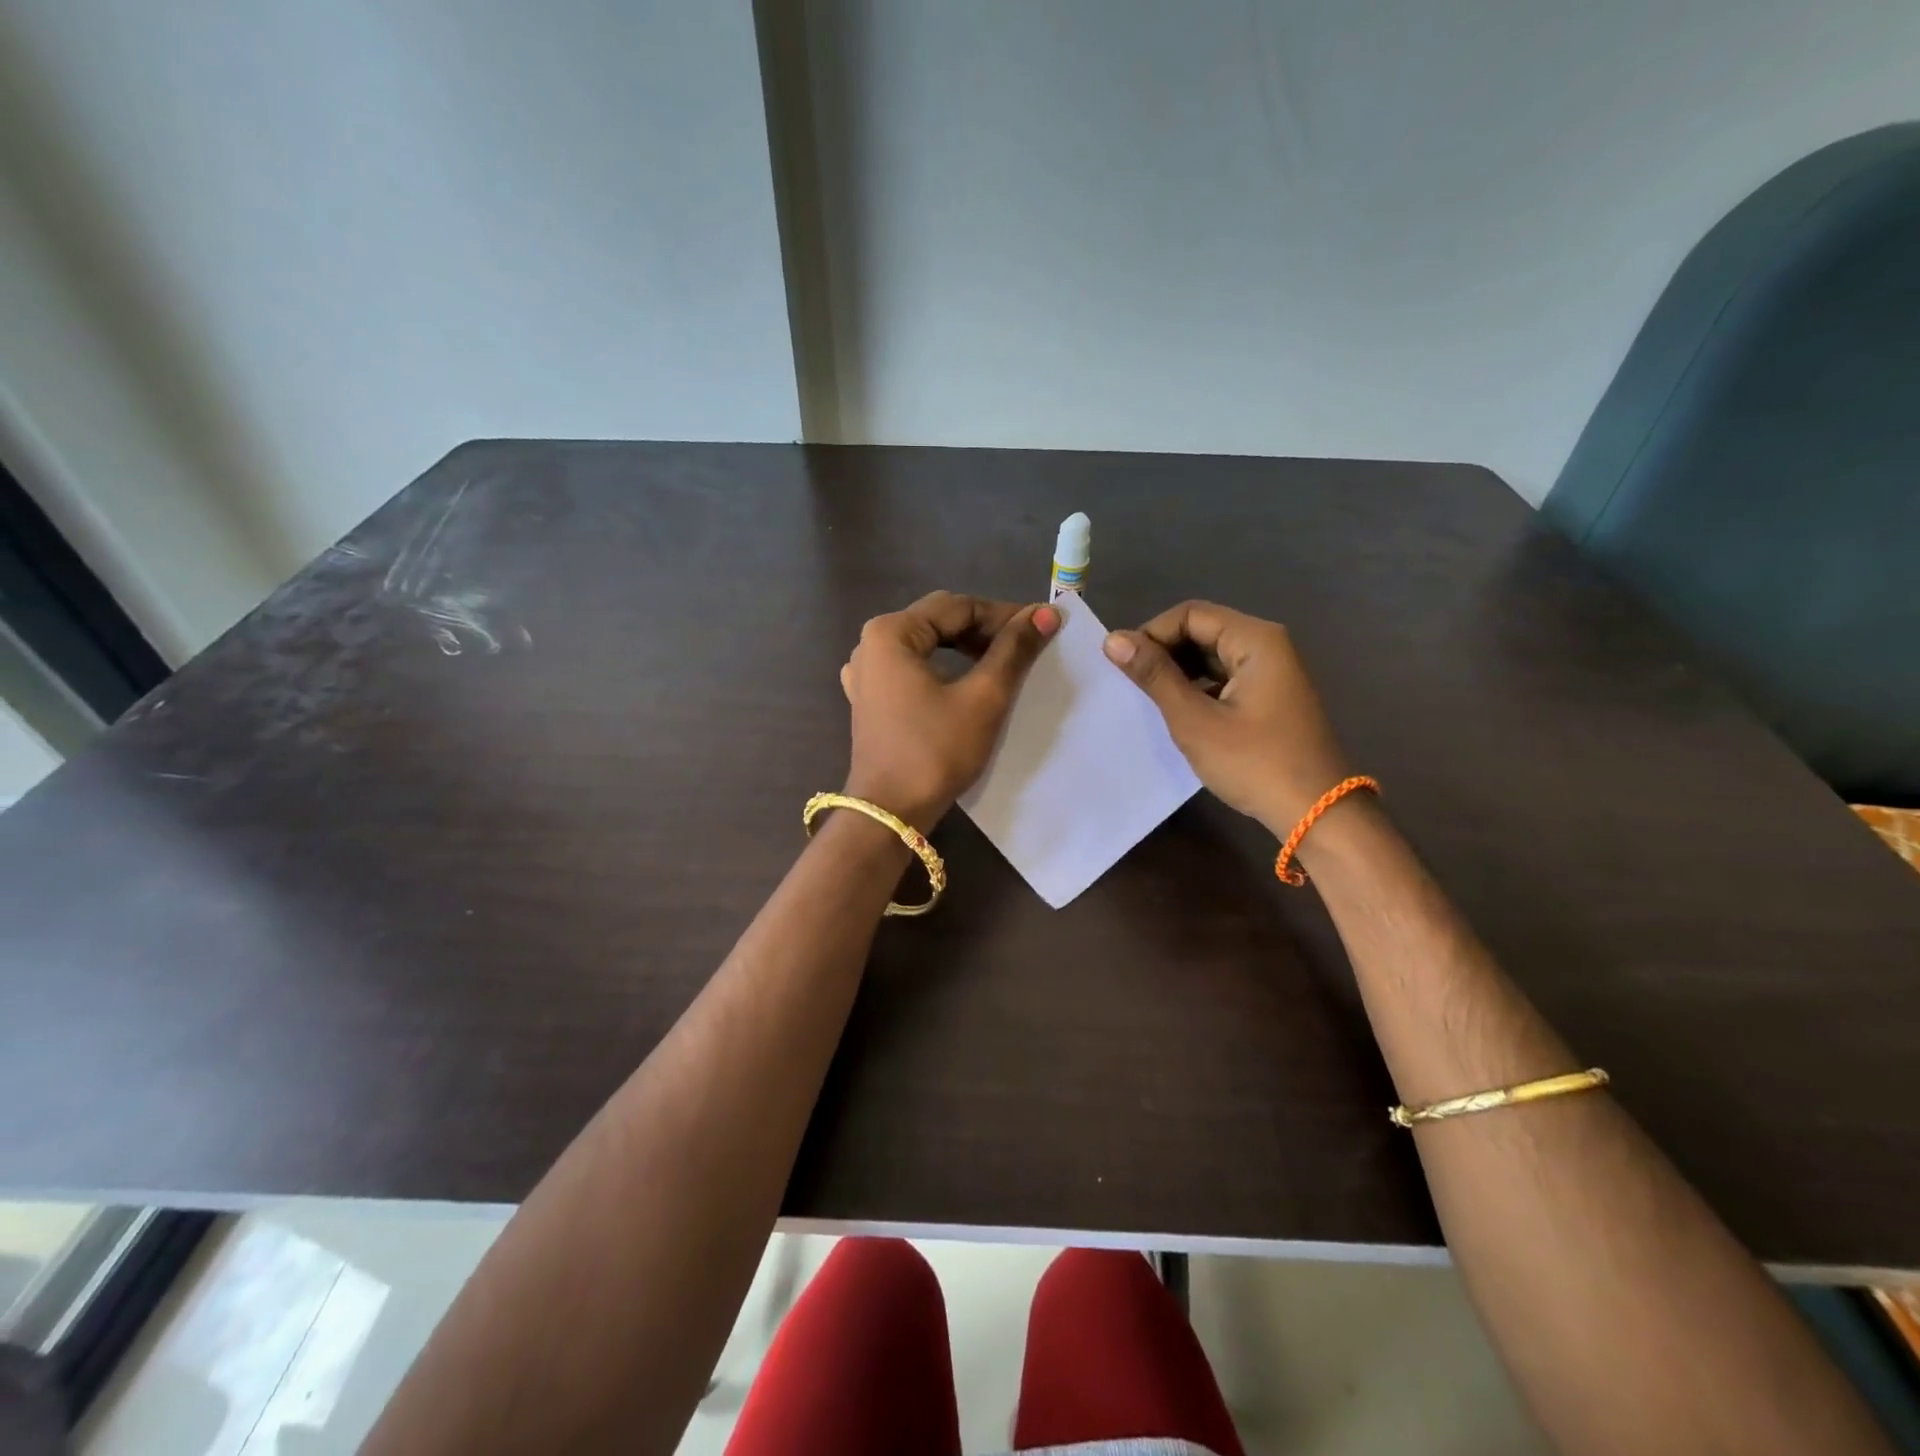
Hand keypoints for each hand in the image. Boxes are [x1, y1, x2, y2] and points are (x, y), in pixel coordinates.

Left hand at [839, 592, 1060, 829]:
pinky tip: (965, 681)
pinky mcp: (871, 698)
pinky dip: (943, 668)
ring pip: (927, 644)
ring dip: (966, 648)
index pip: (958, 607)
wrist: (891, 812)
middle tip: (1028, 645)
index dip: (1004, 614)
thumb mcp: (982, 697)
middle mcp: (872, 643)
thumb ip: (1013, 650)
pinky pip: (913, 667)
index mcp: (891, 632)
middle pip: (939, 621)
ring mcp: (867, 672)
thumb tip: (1047, 613)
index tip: (1043, 627)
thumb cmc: (935, 751)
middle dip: (985, 629)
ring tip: (1005, 662)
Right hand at [1103, 601, 1351, 835]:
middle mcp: (1268, 645)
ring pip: (1212, 655)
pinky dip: (1198, 686)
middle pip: (1203, 629)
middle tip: (1133, 684)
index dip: (1152, 633)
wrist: (1316, 813)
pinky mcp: (1271, 696)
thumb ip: (1154, 675)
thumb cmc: (1253, 763)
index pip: (1190, 614)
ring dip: (1179, 670)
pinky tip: (1180, 711)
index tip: (1124, 666)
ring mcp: (1273, 671)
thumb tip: (1113, 639)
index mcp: (1256, 639)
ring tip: (1150, 699)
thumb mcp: (1195, 720)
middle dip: (1165, 652)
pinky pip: (1225, 676)